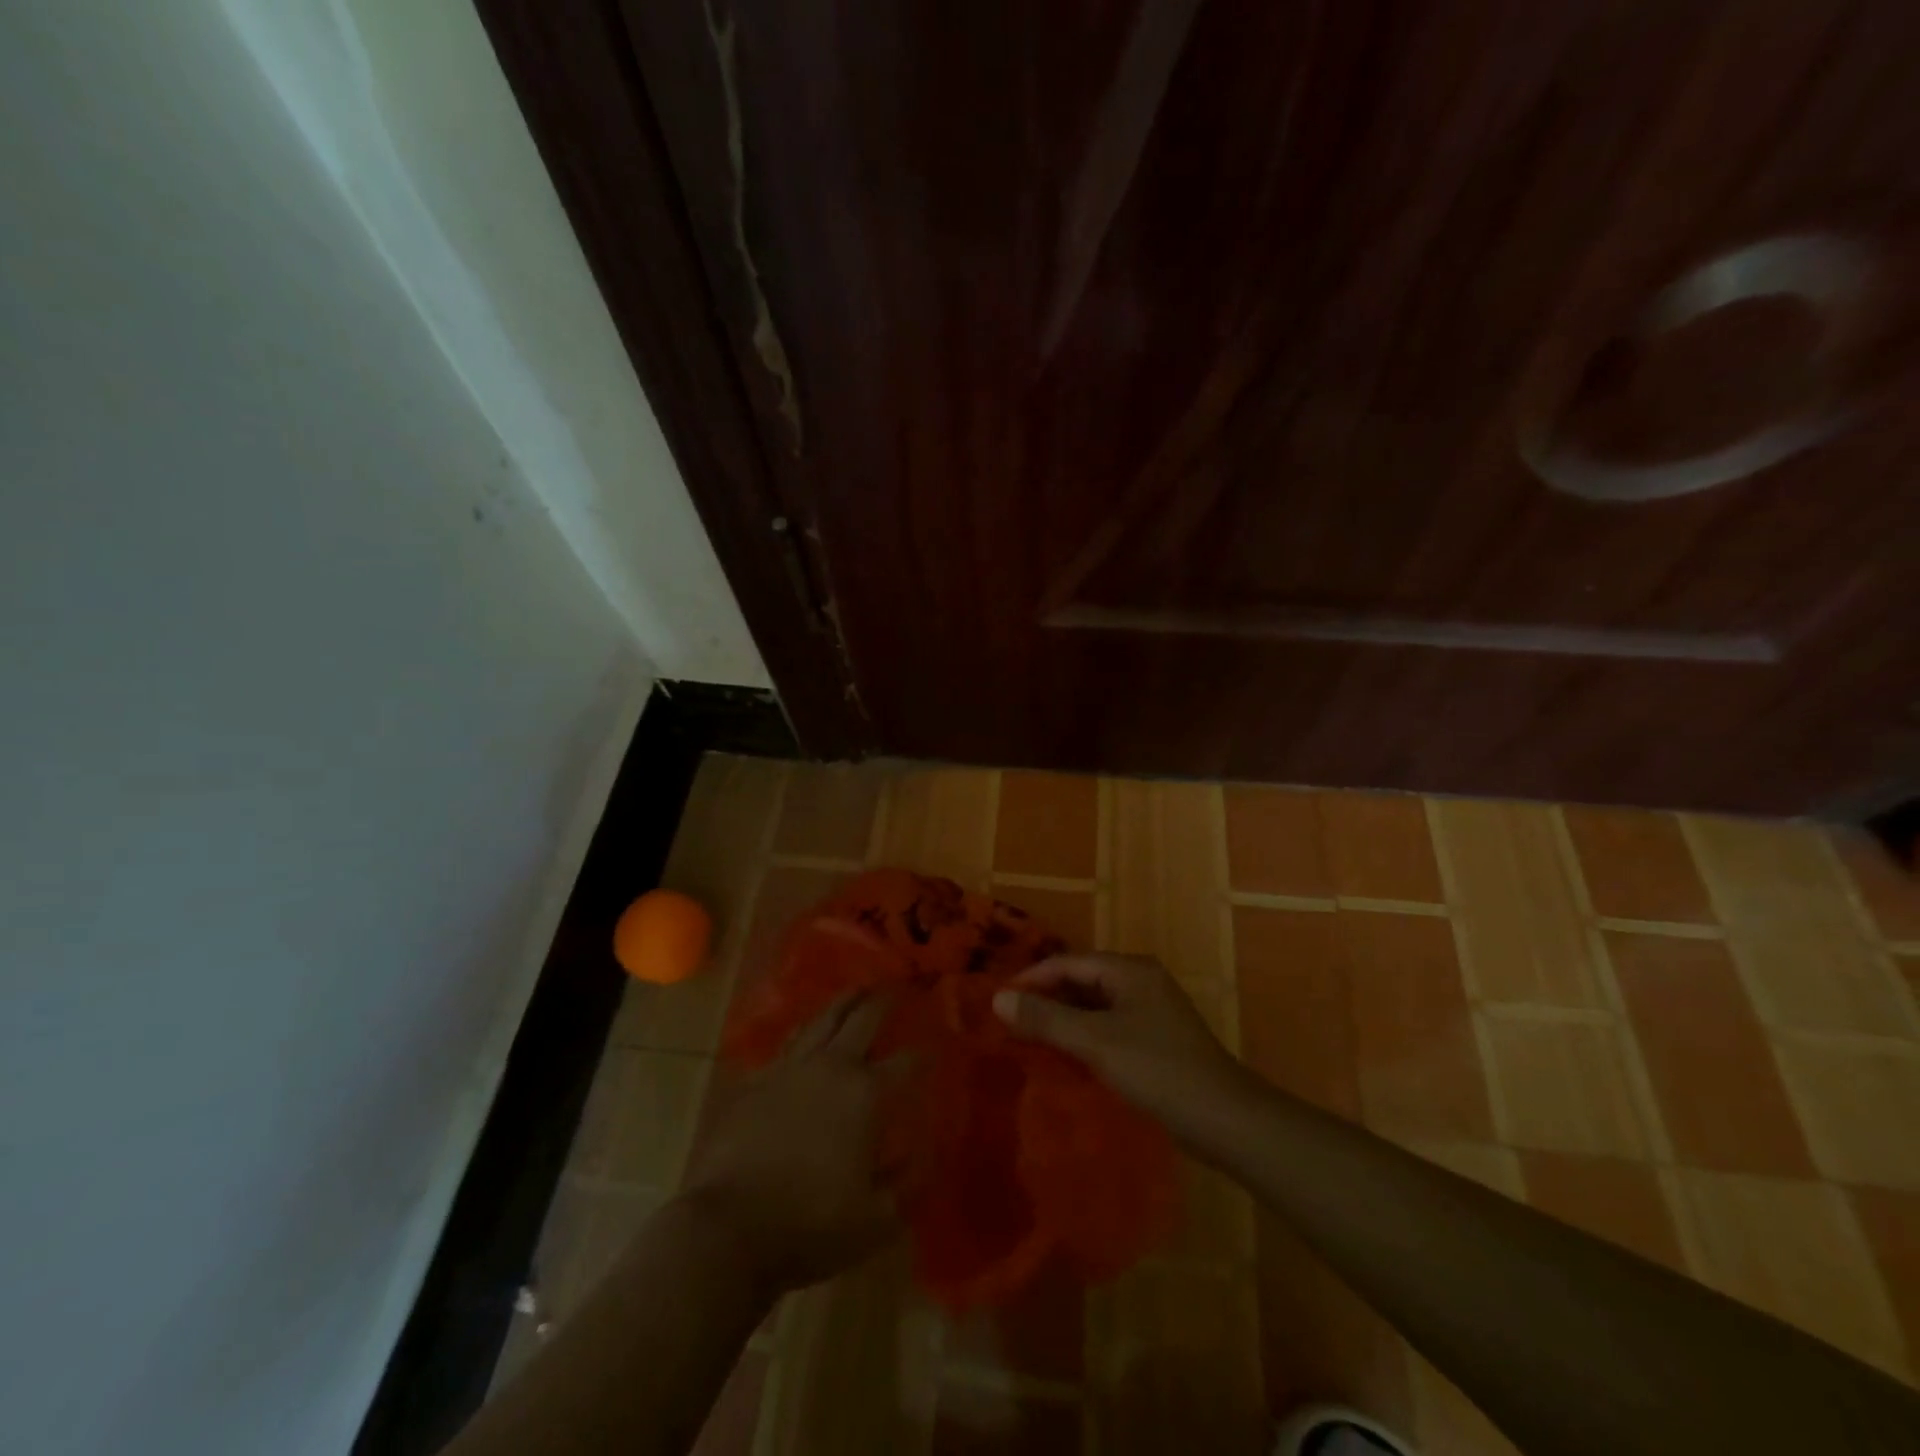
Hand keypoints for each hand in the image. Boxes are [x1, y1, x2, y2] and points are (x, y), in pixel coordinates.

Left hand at [679, 993, 909, 1293]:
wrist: (729, 1229)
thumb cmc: (811, 1226)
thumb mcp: (878, 1219)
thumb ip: (908, 1182)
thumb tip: (928, 1151)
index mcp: (866, 1094)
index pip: (906, 1062)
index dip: (924, 1053)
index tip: (935, 1045)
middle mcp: (832, 1067)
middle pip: (863, 1020)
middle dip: (884, 1001)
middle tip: (896, 987)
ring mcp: (790, 1068)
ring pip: (822, 1020)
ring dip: (844, 1003)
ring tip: (856, 990)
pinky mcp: (757, 1080)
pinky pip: (787, 1044)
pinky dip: (805, 1033)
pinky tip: (807, 1033)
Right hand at [992, 954, 1249, 1135]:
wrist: (1225, 1119)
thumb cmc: (1157, 1070)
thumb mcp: (1095, 1042)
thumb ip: (1046, 1018)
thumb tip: (998, 998)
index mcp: (1130, 970)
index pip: (1068, 962)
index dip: (1032, 979)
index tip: (999, 1002)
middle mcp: (1141, 981)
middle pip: (1081, 980)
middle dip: (1046, 999)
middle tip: (1009, 1023)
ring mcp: (1151, 1011)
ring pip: (1094, 1006)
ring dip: (1063, 1020)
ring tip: (1028, 1041)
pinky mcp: (1156, 1039)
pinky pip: (1109, 1027)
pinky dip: (1084, 1037)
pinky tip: (1065, 1058)